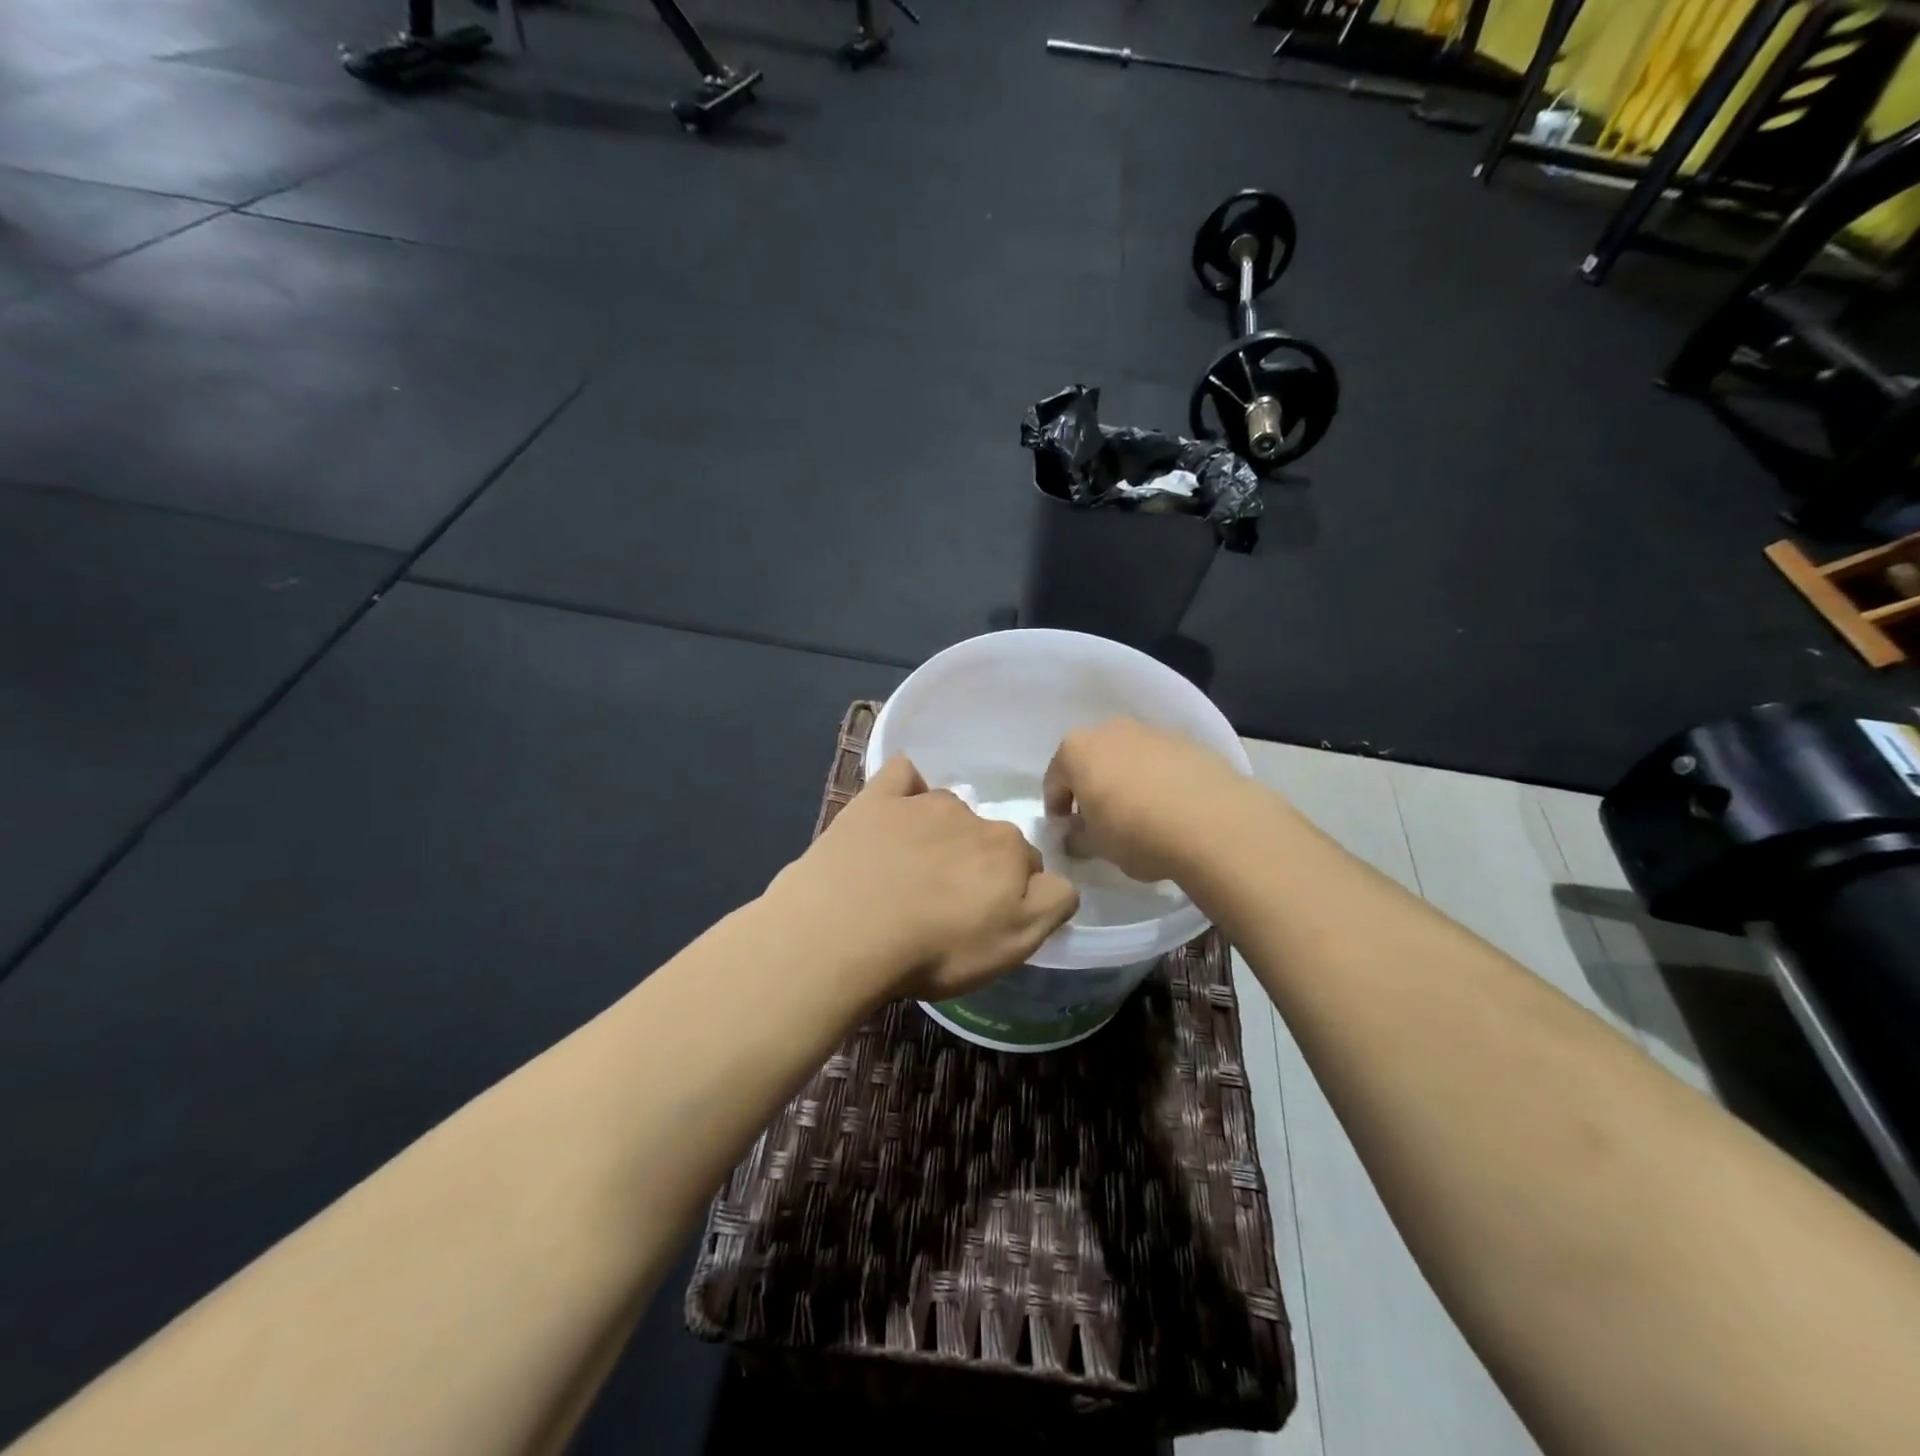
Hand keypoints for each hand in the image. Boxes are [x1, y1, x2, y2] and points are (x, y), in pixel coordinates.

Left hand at [767, 757, 1079, 1002]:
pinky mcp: (876, 799)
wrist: (845, 931)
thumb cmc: (935, 948)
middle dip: (976, 864)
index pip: (1027, 865)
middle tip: (946, 905)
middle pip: (987, 838)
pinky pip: (902, 776)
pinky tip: (893, 813)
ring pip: (947, 812)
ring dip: (941, 834)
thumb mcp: (1013, 944)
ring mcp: (920, 803)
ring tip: (910, 873)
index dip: (1011, 893)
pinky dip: (905, 790)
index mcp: (1008, 849)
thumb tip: (1058, 879)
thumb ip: (1051, 904)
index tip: (985, 919)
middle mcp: (971, 816)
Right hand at [1043, 718, 1247, 883]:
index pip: (1054, 780)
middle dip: (1091, 787)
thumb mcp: (1097, 846)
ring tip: (1140, 815)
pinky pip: (1160, 762)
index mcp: (1077, 749)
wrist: (1213, 822)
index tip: (1067, 832)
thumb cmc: (1137, 832)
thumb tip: (1073, 837)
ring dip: (1126, 781)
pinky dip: (1158, 779)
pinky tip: (1170, 808)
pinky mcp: (1188, 742)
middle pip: (1091, 760)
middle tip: (1100, 821)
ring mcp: (1152, 732)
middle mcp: (1111, 730)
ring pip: (1127, 757)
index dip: (1057, 809)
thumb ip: (1077, 839)